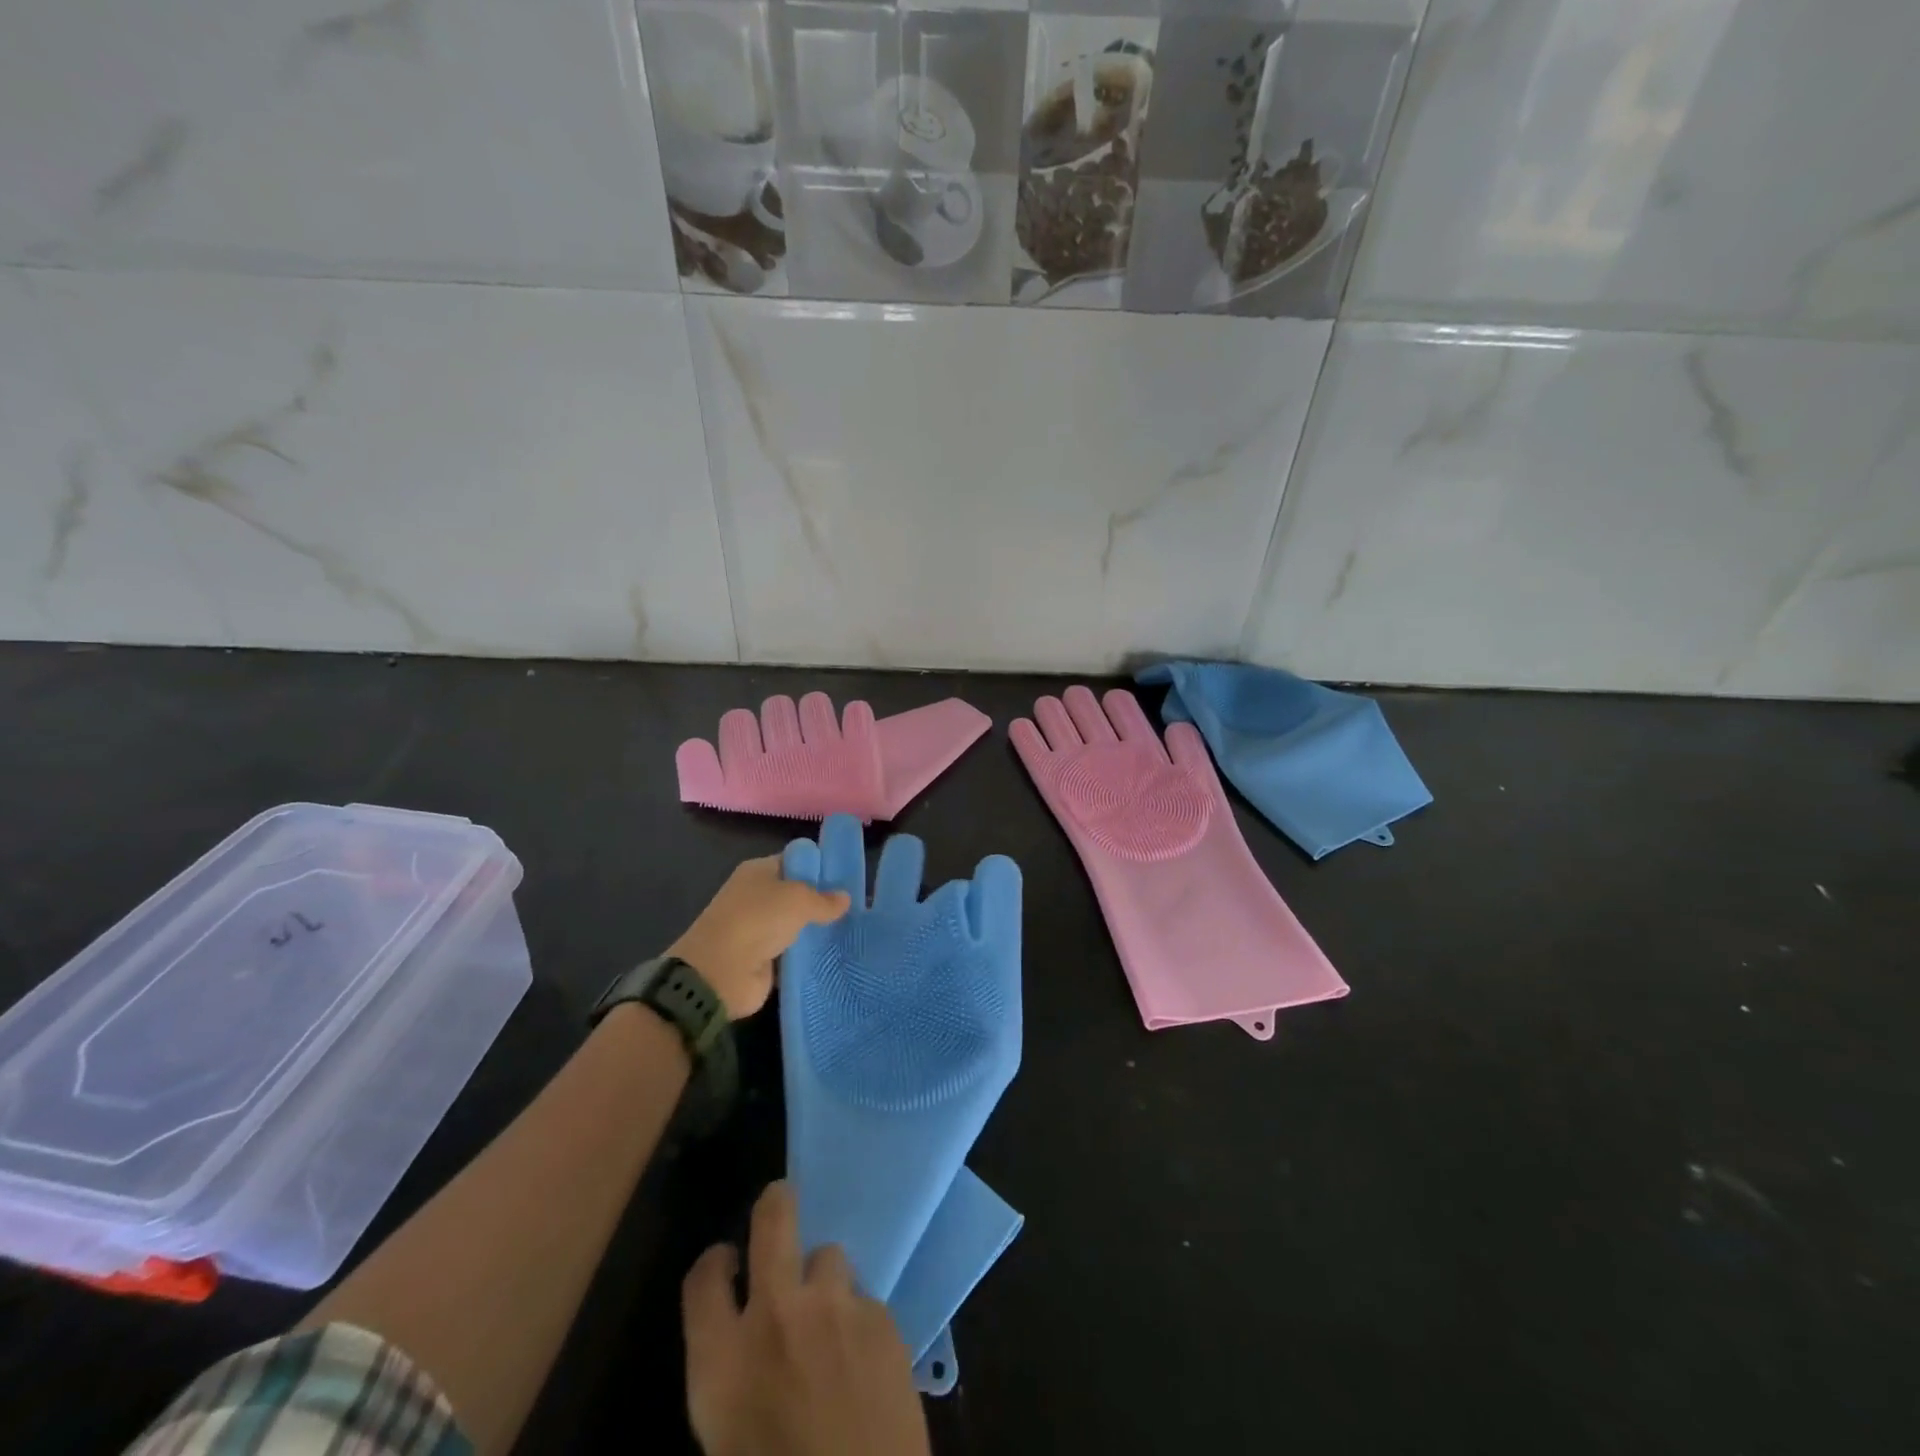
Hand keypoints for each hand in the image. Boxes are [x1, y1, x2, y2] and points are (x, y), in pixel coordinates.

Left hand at [670, 857, 850, 1020]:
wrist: (720, 972)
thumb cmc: (757, 920)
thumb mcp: (798, 900)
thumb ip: (824, 899)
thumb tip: (845, 898)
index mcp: (759, 871)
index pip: (795, 861)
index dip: (820, 867)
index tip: (848, 878)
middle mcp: (757, 897)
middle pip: (797, 895)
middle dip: (823, 901)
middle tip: (856, 908)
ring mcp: (759, 929)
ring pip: (797, 925)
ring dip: (817, 931)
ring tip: (852, 932)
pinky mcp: (763, 959)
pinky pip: (793, 953)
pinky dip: (809, 956)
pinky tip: (835, 955)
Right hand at [683, 1182, 930, 1455]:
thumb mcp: (726, 1439)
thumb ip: (731, 1375)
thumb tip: (744, 1346)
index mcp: (722, 1359)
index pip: (702, 1278)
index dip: (713, 1264)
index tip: (725, 1264)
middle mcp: (777, 1314)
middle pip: (774, 1220)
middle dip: (776, 1205)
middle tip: (780, 1200)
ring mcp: (835, 1308)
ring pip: (830, 1257)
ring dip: (825, 1282)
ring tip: (831, 1319)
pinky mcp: (882, 1319)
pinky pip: (865, 1301)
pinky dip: (859, 1322)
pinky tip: (865, 1361)